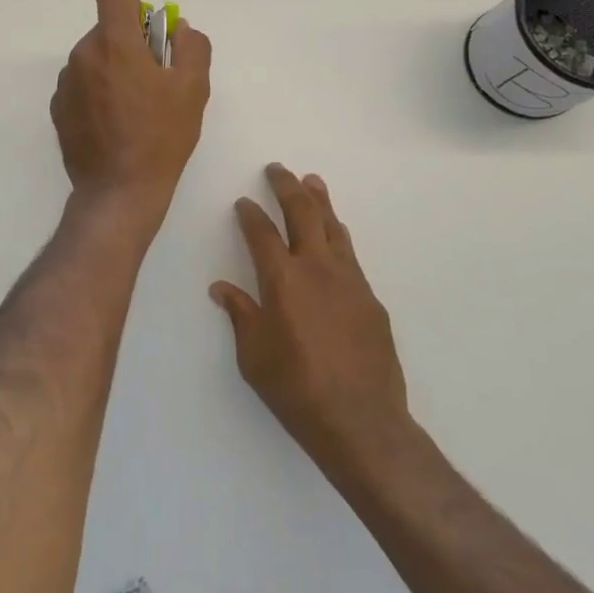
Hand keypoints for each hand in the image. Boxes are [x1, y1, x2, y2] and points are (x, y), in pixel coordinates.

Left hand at [51, 0, 211, 225]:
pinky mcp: (57, 108)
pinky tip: (113, 124)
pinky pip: (80, 84)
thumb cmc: (161, 136)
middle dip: (128, 44)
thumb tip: (178, 28)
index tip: (148, 34)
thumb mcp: (194, 88)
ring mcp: (65, 83)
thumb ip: (191, 46)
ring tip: (133, 108)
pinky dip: (95, 93)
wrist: (119, 190)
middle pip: (105, 30)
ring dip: (111, 69)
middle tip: (151, 80)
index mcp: (114, 44)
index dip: (133, 5)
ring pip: (92, 58)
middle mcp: (83, 55)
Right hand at [211, 166, 418, 484]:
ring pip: (332, 227)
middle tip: (277, 169)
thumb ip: (241, 315)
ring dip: (319, 201)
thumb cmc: (297, 390)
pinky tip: (336, 234)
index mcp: (282, 279)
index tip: (243, 203)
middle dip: (287, 187)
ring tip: (311, 181)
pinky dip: (338, 235)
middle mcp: (316, 268)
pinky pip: (350, 254)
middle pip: (302, 213)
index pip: (261, 232)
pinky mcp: (371, 299)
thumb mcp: (254, 357)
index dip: (250, 214)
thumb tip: (222, 288)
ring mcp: (349, 280)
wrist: (362, 422)